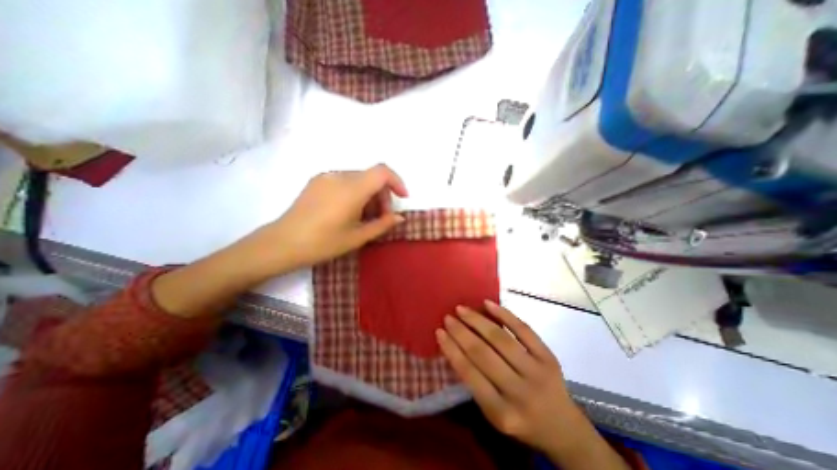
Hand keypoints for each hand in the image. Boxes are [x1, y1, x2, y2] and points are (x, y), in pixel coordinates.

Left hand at [246, 163, 408, 272]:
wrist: (282, 243)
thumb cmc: (323, 243)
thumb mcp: (357, 237)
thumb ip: (382, 224)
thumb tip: (399, 217)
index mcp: (351, 189)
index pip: (382, 172)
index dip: (397, 182)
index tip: (402, 198)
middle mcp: (339, 176)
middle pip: (371, 177)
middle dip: (382, 195)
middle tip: (381, 218)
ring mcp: (326, 177)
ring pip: (359, 179)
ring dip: (369, 195)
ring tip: (364, 217)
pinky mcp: (317, 181)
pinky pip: (345, 181)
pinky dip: (355, 193)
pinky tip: (349, 211)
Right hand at [438, 301, 587, 454]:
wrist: (564, 429)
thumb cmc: (521, 421)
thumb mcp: (494, 414)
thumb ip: (475, 384)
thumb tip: (455, 347)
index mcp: (501, 413)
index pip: (470, 374)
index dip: (452, 350)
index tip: (439, 332)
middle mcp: (519, 393)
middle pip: (483, 354)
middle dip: (461, 332)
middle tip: (448, 317)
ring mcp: (537, 372)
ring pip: (501, 339)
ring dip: (478, 321)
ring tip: (462, 309)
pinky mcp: (549, 357)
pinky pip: (523, 330)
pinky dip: (504, 314)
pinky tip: (488, 304)